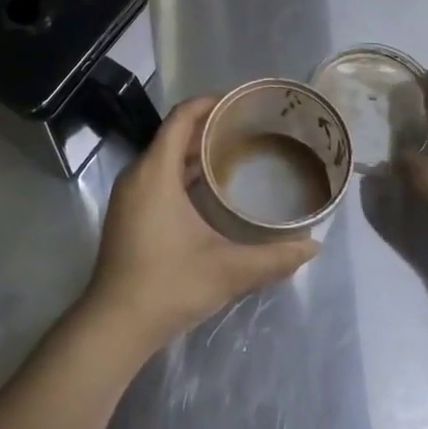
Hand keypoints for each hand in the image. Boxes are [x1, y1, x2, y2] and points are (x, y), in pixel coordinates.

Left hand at [83, 97, 318, 353]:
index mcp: (156, 172)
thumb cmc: (168, 285)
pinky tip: (210, 190)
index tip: (241, 102)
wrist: (113, 326)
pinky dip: (182, 171)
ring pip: (165, 156)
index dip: (210, 102)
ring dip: (195, 151)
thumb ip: (273, 258)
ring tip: (235, 154)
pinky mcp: (127, 213)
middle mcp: (138, 174)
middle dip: (209, 126)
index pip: (181, 117)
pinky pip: (157, 175)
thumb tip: (313, 246)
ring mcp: (129, 194)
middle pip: (174, 133)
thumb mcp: (227, 270)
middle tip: (248, 129)